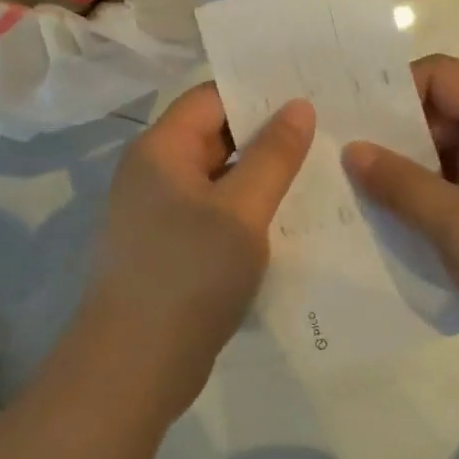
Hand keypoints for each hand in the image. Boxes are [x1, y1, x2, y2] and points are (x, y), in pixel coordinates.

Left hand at [89, 84, 315, 414]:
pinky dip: (245, 208)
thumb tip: (299, 105)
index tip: (308, 92)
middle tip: (325, 129)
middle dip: (265, 133)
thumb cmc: (188, 275)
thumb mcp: (242, 211)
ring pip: (217, 175)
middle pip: (214, 134)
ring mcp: (158, 210)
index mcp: (161, 148)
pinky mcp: (168, 246)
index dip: (258, 91)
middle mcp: (153, 170)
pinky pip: (212, 210)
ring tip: (318, 168)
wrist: (133, 367)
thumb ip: (273, 156)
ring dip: (259, 173)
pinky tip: (288, 216)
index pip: (212, 97)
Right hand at [344, 54, 458, 380]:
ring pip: (449, 150)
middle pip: (441, 111)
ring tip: (356, 190)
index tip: (347, 118)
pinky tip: (397, 218)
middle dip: (392, 134)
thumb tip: (352, 150)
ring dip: (410, 170)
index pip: (439, 75)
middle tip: (337, 156)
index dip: (391, 89)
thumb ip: (401, 184)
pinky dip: (432, 194)